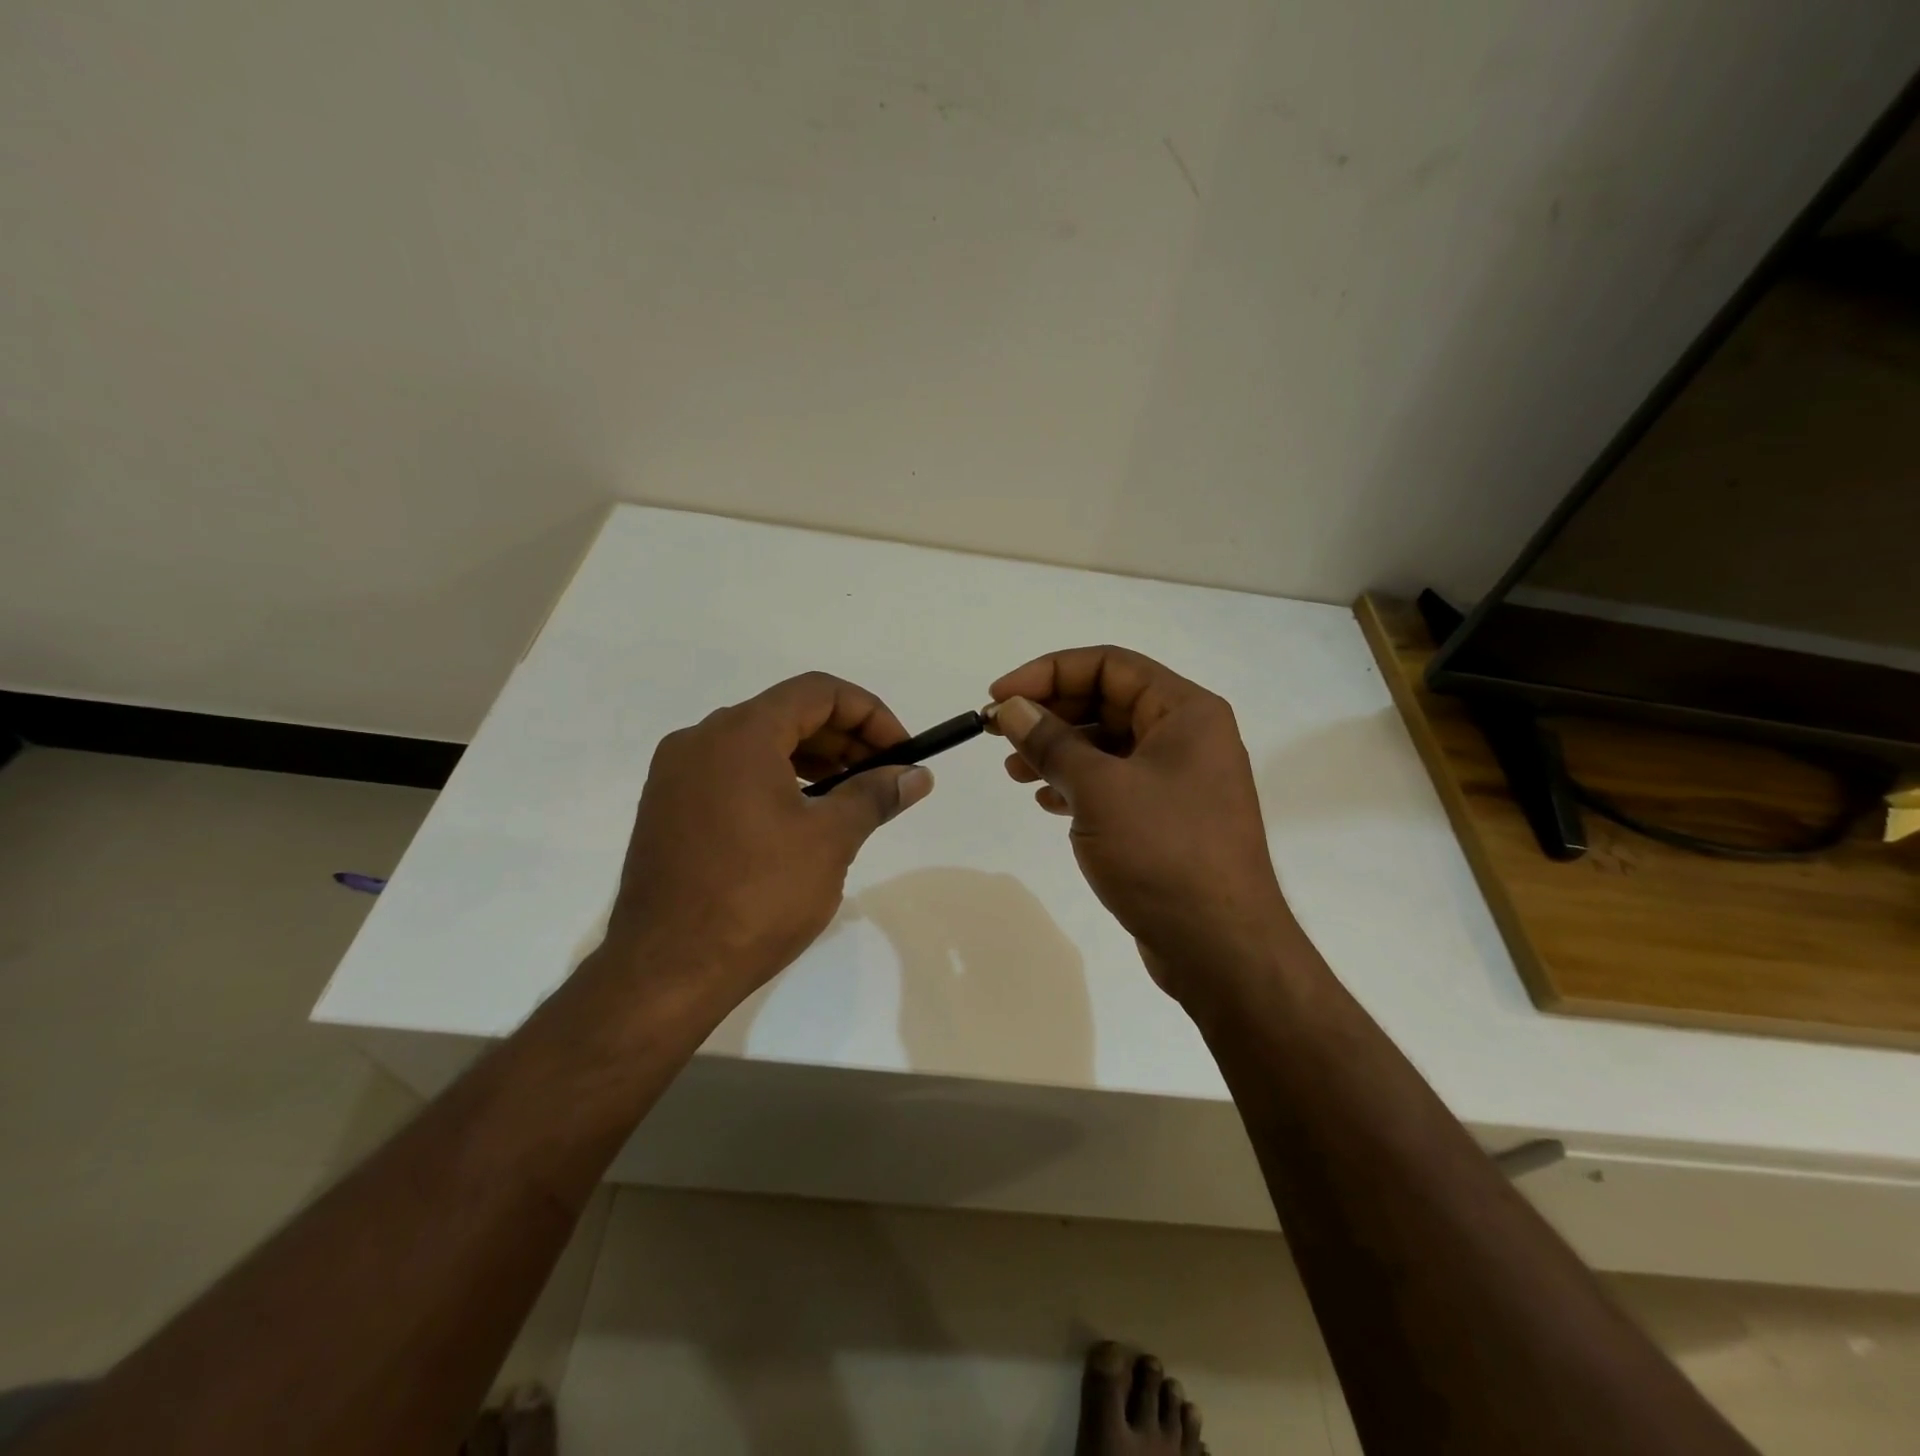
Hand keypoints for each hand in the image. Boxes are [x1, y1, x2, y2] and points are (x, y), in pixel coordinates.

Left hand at [603, 672, 934, 1014]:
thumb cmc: (757, 897)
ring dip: (812, 760)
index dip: (870, 714)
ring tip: (850, 797)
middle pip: (787, 713)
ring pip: (758, 744)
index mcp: (740, 733)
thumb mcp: (830, 841)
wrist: (666, 971)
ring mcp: (677, 774)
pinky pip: (732, 773)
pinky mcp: (667, 808)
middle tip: (884, 776)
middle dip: (844, 738)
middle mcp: (701, 739)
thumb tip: (916, 775)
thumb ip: (875, 795)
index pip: (818, 692)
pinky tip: (801, 817)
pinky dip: (775, 780)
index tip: (901, 751)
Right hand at [988, 646, 1293, 1001]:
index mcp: (1185, 711)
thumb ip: (1051, 742)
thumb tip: (1011, 708)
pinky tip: (1046, 800)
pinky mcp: (1167, 818)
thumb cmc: (1163, 852)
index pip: (1109, 665)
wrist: (1219, 947)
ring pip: (1107, 745)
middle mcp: (1186, 736)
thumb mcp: (1099, 789)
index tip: (1000, 698)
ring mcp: (1179, 779)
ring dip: (1058, 751)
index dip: (1049, 672)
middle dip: (1050, 714)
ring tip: (1014, 771)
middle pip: (1107, 702)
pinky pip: (1114, 783)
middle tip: (998, 733)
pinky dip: (1077, 784)